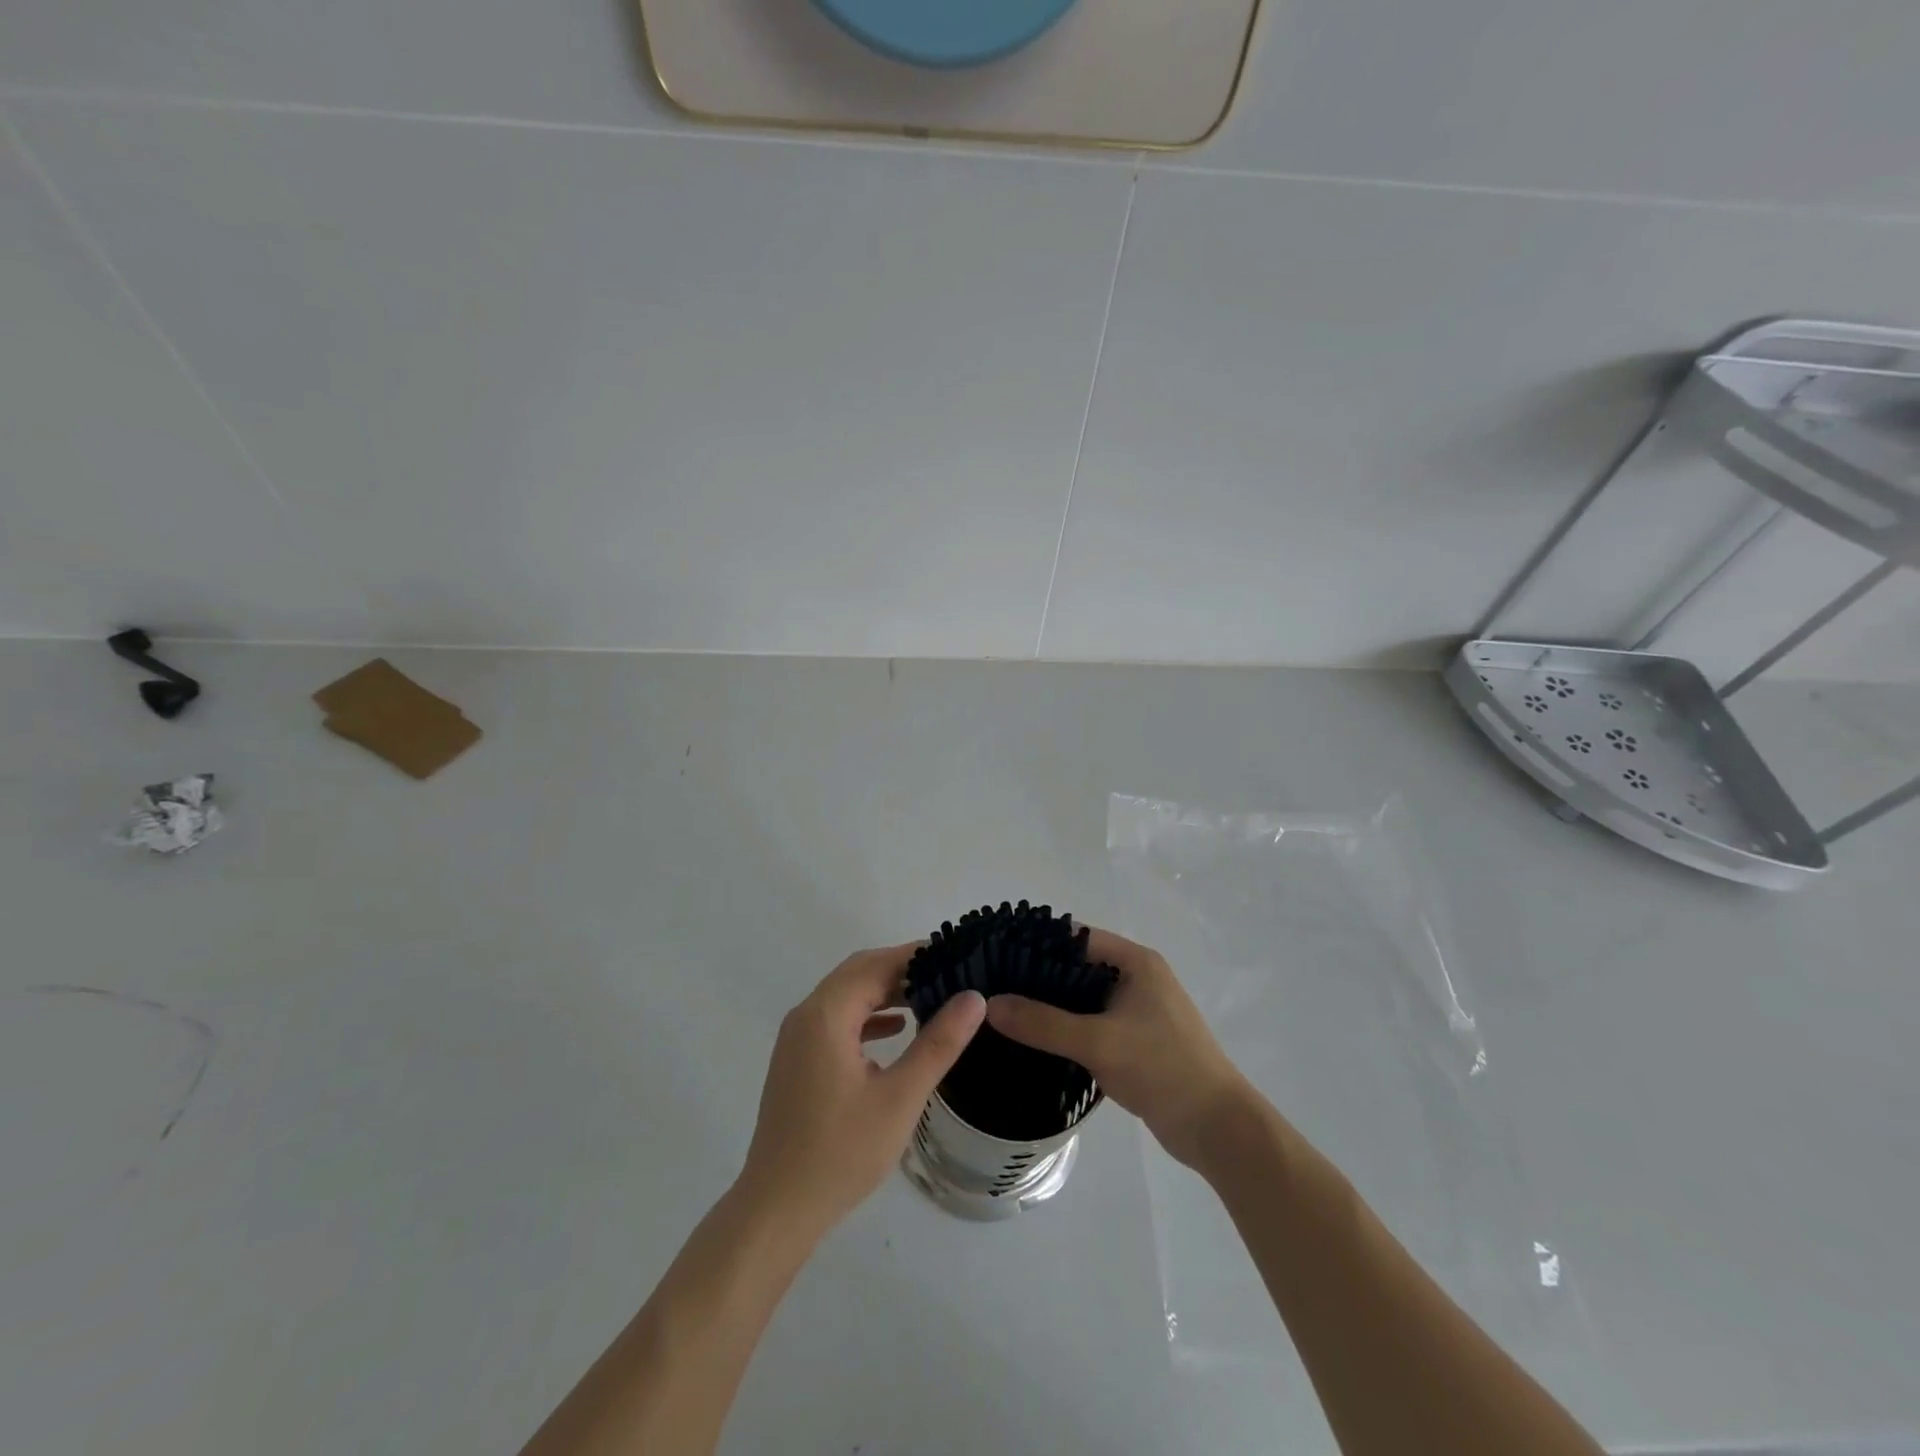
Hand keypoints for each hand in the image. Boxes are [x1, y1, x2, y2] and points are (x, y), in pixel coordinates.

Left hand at [736, 943, 985, 1240]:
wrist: (778, 1208)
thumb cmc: (841, 1152)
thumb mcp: (900, 1097)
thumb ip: (938, 1043)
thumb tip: (973, 997)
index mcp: (826, 1015)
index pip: (876, 965)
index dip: (916, 955)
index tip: (956, 953)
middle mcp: (806, 1015)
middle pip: (859, 972)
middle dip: (902, 968)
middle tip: (949, 973)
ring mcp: (798, 1038)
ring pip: (847, 995)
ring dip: (885, 990)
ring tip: (931, 995)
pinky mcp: (799, 1060)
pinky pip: (837, 1019)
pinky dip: (868, 1014)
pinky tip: (897, 1028)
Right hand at [986, 928, 1246, 1168]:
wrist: (1217, 1128)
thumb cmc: (1162, 1068)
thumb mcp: (1098, 1042)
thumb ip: (1043, 1024)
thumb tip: (990, 1005)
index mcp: (1136, 962)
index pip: (1077, 937)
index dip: (1038, 943)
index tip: (998, 955)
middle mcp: (1138, 978)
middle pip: (1078, 967)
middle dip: (1039, 976)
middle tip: (994, 988)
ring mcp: (1138, 1011)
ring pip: (1084, 999)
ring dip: (1052, 1006)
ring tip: (1005, 1013)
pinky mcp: (1136, 1041)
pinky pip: (1093, 1024)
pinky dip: (1067, 1029)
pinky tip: (1035, 1041)